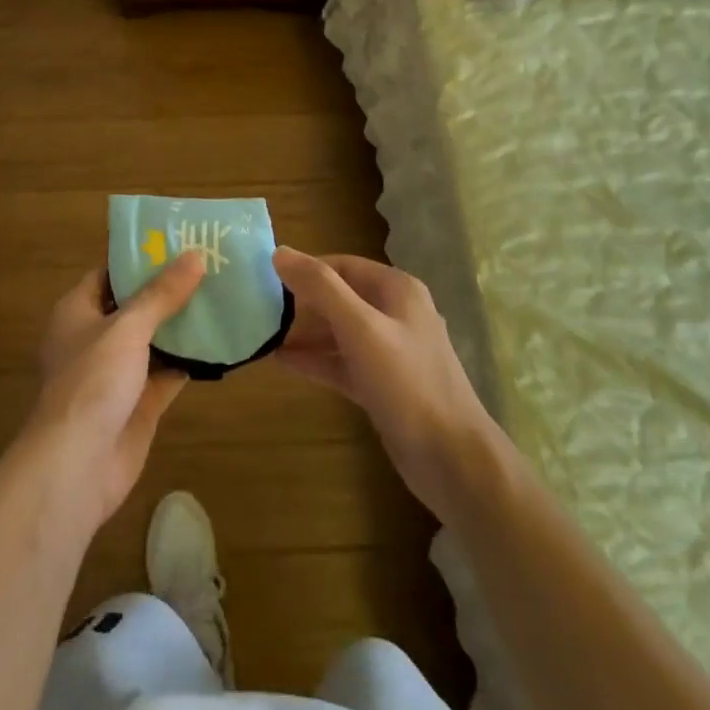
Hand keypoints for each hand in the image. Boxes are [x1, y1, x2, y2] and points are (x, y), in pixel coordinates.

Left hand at [23, 254, 204, 531]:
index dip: (141, 257)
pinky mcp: (139, 402)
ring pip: (155, 339)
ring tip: (224, 295)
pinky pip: (168, 372)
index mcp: (78, 311)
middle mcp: (96, 338)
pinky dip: (190, 360)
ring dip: (184, 324)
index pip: (110, 273)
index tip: (179, 241)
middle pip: (136, 305)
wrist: (77, 466)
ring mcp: (118, 373)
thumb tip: (195, 255)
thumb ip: (161, 294)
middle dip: (170, 289)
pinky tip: (222, 342)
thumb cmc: (91, 383)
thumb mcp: (127, 328)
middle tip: (213, 265)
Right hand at [272, 248, 502, 519]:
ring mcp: (390, 351)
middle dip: (301, 302)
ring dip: (304, 332)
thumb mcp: (361, 328)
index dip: (305, 269)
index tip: (265, 278)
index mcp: (397, 290)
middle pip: (340, 297)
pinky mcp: (382, 384)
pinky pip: (342, 363)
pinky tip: (282, 362)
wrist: (451, 457)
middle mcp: (395, 313)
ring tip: (262, 335)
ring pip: (339, 332)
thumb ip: (321, 288)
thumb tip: (279, 252)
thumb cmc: (407, 383)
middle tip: (258, 309)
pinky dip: (316, 360)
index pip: (342, 265)